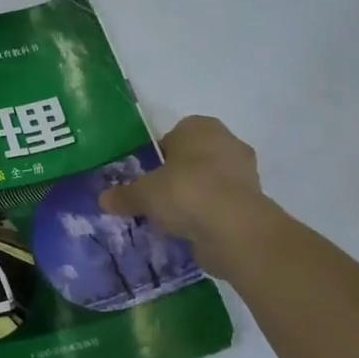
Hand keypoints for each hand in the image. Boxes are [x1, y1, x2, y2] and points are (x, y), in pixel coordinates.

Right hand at [98, 116, 265, 272]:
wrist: (234, 227)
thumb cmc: (184, 192)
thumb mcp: (143, 194)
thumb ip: (123, 195)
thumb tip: (103, 199)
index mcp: (199, 127)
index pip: (173, 136)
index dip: (157, 158)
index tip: (147, 180)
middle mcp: (226, 141)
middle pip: (193, 158)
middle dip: (177, 176)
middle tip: (157, 199)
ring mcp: (245, 170)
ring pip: (210, 180)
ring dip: (194, 196)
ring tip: (173, 219)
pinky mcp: (255, 199)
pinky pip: (223, 203)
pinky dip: (209, 214)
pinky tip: (192, 230)